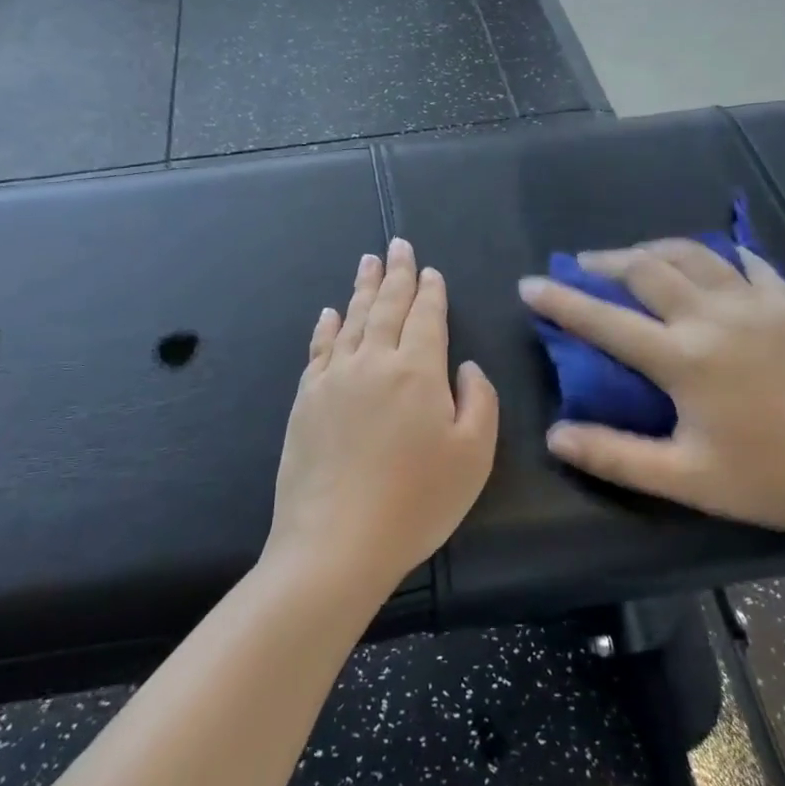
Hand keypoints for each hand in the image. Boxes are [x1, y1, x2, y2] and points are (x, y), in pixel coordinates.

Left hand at [265, 237, 498, 598]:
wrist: (336, 541)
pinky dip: (326, 326)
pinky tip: (329, 313)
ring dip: (362, 288)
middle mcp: (374, 361)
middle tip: (397, 244)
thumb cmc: (416, 502)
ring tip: (367, 262)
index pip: (427, 317)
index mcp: (418, 371)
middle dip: (395, 274)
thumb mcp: (474, 456)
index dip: (430, 292)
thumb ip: (478, 401)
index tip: (429, 270)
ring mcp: (334, 378)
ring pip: (351, 319)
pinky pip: (319, 348)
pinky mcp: (305, 399)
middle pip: (386, 306)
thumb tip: (464, 366)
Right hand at [518, 240, 784, 543]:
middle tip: (582, 265)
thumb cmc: (768, 478)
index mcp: (683, 358)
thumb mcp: (684, 479)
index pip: (605, 321)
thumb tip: (555, 435)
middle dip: (605, 262)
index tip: (529, 284)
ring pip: (693, 254)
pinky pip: (748, 262)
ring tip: (634, 258)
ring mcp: (755, 303)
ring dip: (654, 250)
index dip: (561, 301)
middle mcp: (713, 316)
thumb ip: (615, 455)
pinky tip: (712, 263)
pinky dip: (720, 255)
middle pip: (647, 268)